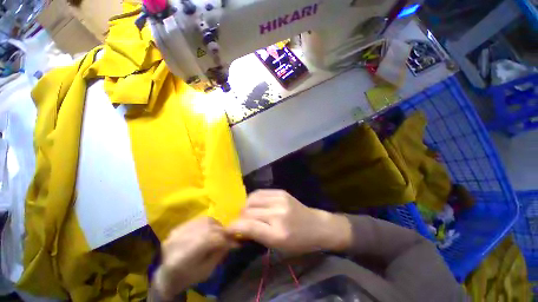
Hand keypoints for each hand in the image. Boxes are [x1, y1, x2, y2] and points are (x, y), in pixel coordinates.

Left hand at [153, 217, 237, 300]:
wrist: (168, 276)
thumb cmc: (189, 277)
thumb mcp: (207, 271)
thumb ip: (219, 253)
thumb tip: (233, 240)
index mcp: (183, 257)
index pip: (209, 241)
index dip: (224, 240)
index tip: (235, 242)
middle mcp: (177, 241)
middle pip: (206, 229)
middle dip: (221, 231)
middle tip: (229, 236)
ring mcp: (176, 232)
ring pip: (203, 221)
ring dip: (216, 225)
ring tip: (220, 232)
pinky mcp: (177, 227)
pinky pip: (197, 220)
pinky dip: (208, 223)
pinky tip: (211, 229)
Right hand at [227, 190, 351, 253]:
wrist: (316, 225)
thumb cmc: (299, 242)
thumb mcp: (278, 246)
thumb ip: (257, 236)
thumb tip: (240, 228)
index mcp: (277, 234)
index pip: (248, 226)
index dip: (234, 227)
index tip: (226, 229)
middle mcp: (277, 214)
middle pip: (248, 211)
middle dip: (239, 217)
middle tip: (238, 222)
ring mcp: (280, 200)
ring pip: (252, 199)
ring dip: (245, 206)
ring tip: (246, 212)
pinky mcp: (281, 192)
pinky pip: (260, 192)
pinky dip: (253, 198)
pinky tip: (255, 204)